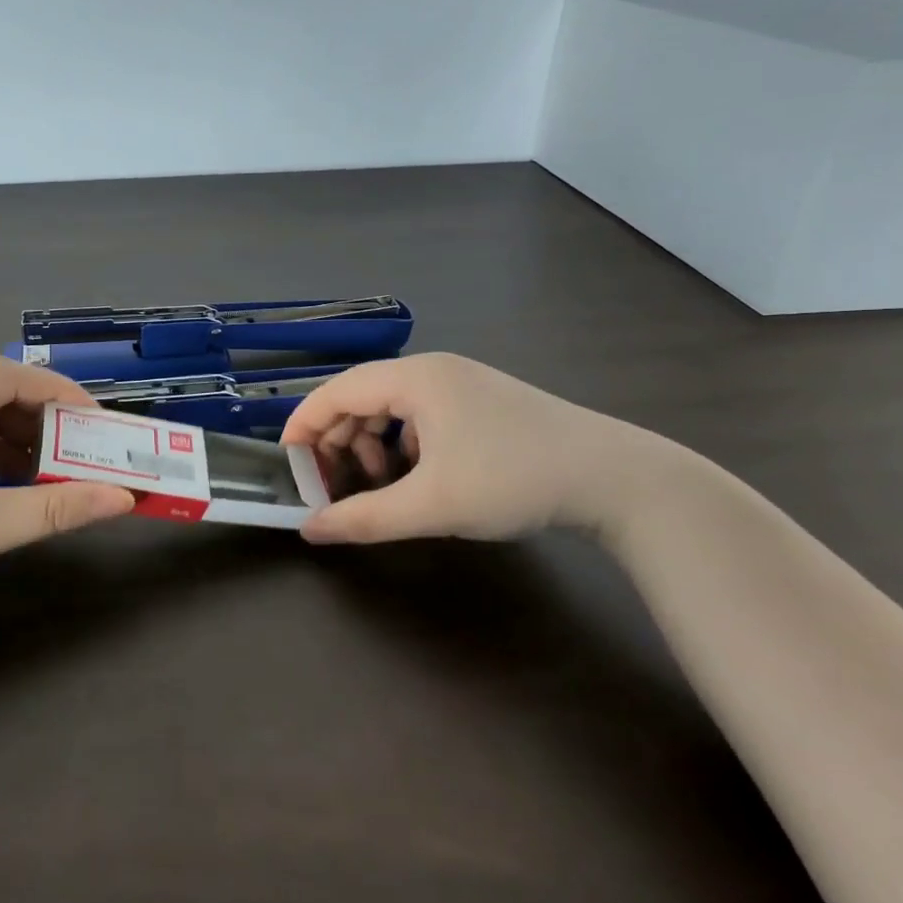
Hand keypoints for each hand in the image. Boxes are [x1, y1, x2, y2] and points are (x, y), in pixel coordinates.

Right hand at [281, 352, 651, 544]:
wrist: (616, 478)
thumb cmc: (513, 479)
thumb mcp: (433, 505)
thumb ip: (365, 518)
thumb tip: (309, 531)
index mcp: (415, 378)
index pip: (337, 391)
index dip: (304, 424)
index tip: (285, 460)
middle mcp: (433, 371)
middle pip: (362, 397)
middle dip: (339, 441)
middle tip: (332, 485)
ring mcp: (461, 383)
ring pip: (391, 408)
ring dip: (372, 445)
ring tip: (378, 487)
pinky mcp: (481, 402)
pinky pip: (421, 416)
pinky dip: (403, 445)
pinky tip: (417, 477)